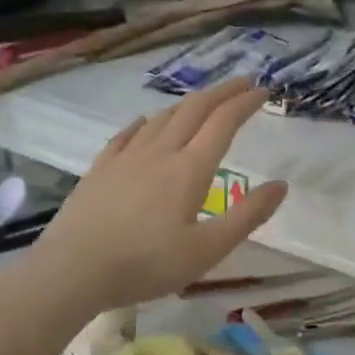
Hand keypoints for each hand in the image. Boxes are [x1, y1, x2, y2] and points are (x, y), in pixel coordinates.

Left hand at [26, 79, 287, 313]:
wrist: (73, 270)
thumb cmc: (147, 264)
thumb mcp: (208, 250)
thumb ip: (248, 216)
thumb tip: (281, 185)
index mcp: (189, 169)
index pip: (223, 123)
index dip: (245, 103)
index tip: (263, 91)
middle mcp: (160, 153)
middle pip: (194, 110)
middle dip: (221, 93)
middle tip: (242, 83)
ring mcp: (126, 158)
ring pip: (162, 118)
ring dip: (188, 104)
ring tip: (203, 102)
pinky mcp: (101, 169)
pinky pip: (127, 135)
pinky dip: (146, 123)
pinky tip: (146, 123)